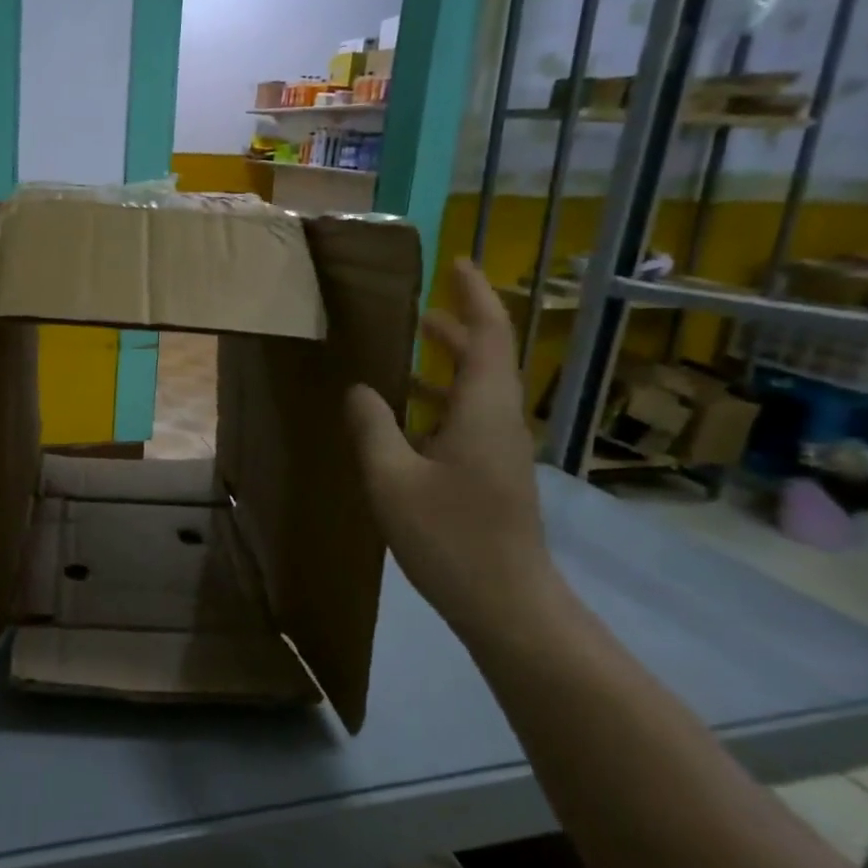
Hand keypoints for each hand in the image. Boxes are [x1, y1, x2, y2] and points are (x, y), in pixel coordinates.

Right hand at [346, 258, 554, 627]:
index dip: (475, 295)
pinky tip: (403, 416)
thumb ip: (372, 428)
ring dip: (445, 364)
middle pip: (486, 357)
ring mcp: (499, 450)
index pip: (489, 334)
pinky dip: (439, 401)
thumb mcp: (392, 480)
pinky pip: (467, 418)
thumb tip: (359, 389)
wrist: (507, 605)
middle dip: (455, 326)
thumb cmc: (451, 538)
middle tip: (416, 306)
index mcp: (484, 410)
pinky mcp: (492, 474)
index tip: (456, 263)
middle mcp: (499, 421)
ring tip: (405, 349)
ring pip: (476, 390)